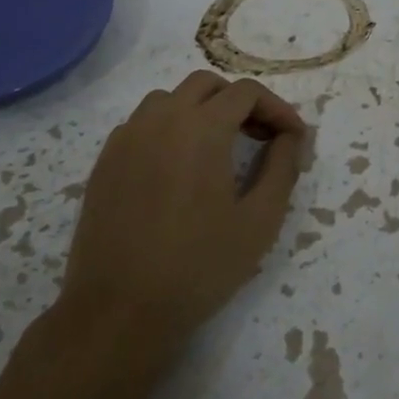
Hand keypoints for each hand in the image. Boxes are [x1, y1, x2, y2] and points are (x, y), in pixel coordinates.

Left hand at [58, 71, 306, 353]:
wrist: (118, 312)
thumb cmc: (199, 266)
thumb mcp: (260, 220)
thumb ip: (282, 166)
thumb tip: (291, 136)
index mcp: (202, 127)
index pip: (247, 93)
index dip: (277, 109)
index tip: (294, 138)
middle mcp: (161, 120)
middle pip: (207, 85)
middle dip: (239, 102)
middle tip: (260, 137)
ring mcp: (126, 139)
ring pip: (169, 99)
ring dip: (201, 110)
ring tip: (218, 148)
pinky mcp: (104, 162)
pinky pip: (142, 124)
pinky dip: (168, 129)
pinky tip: (178, 168)